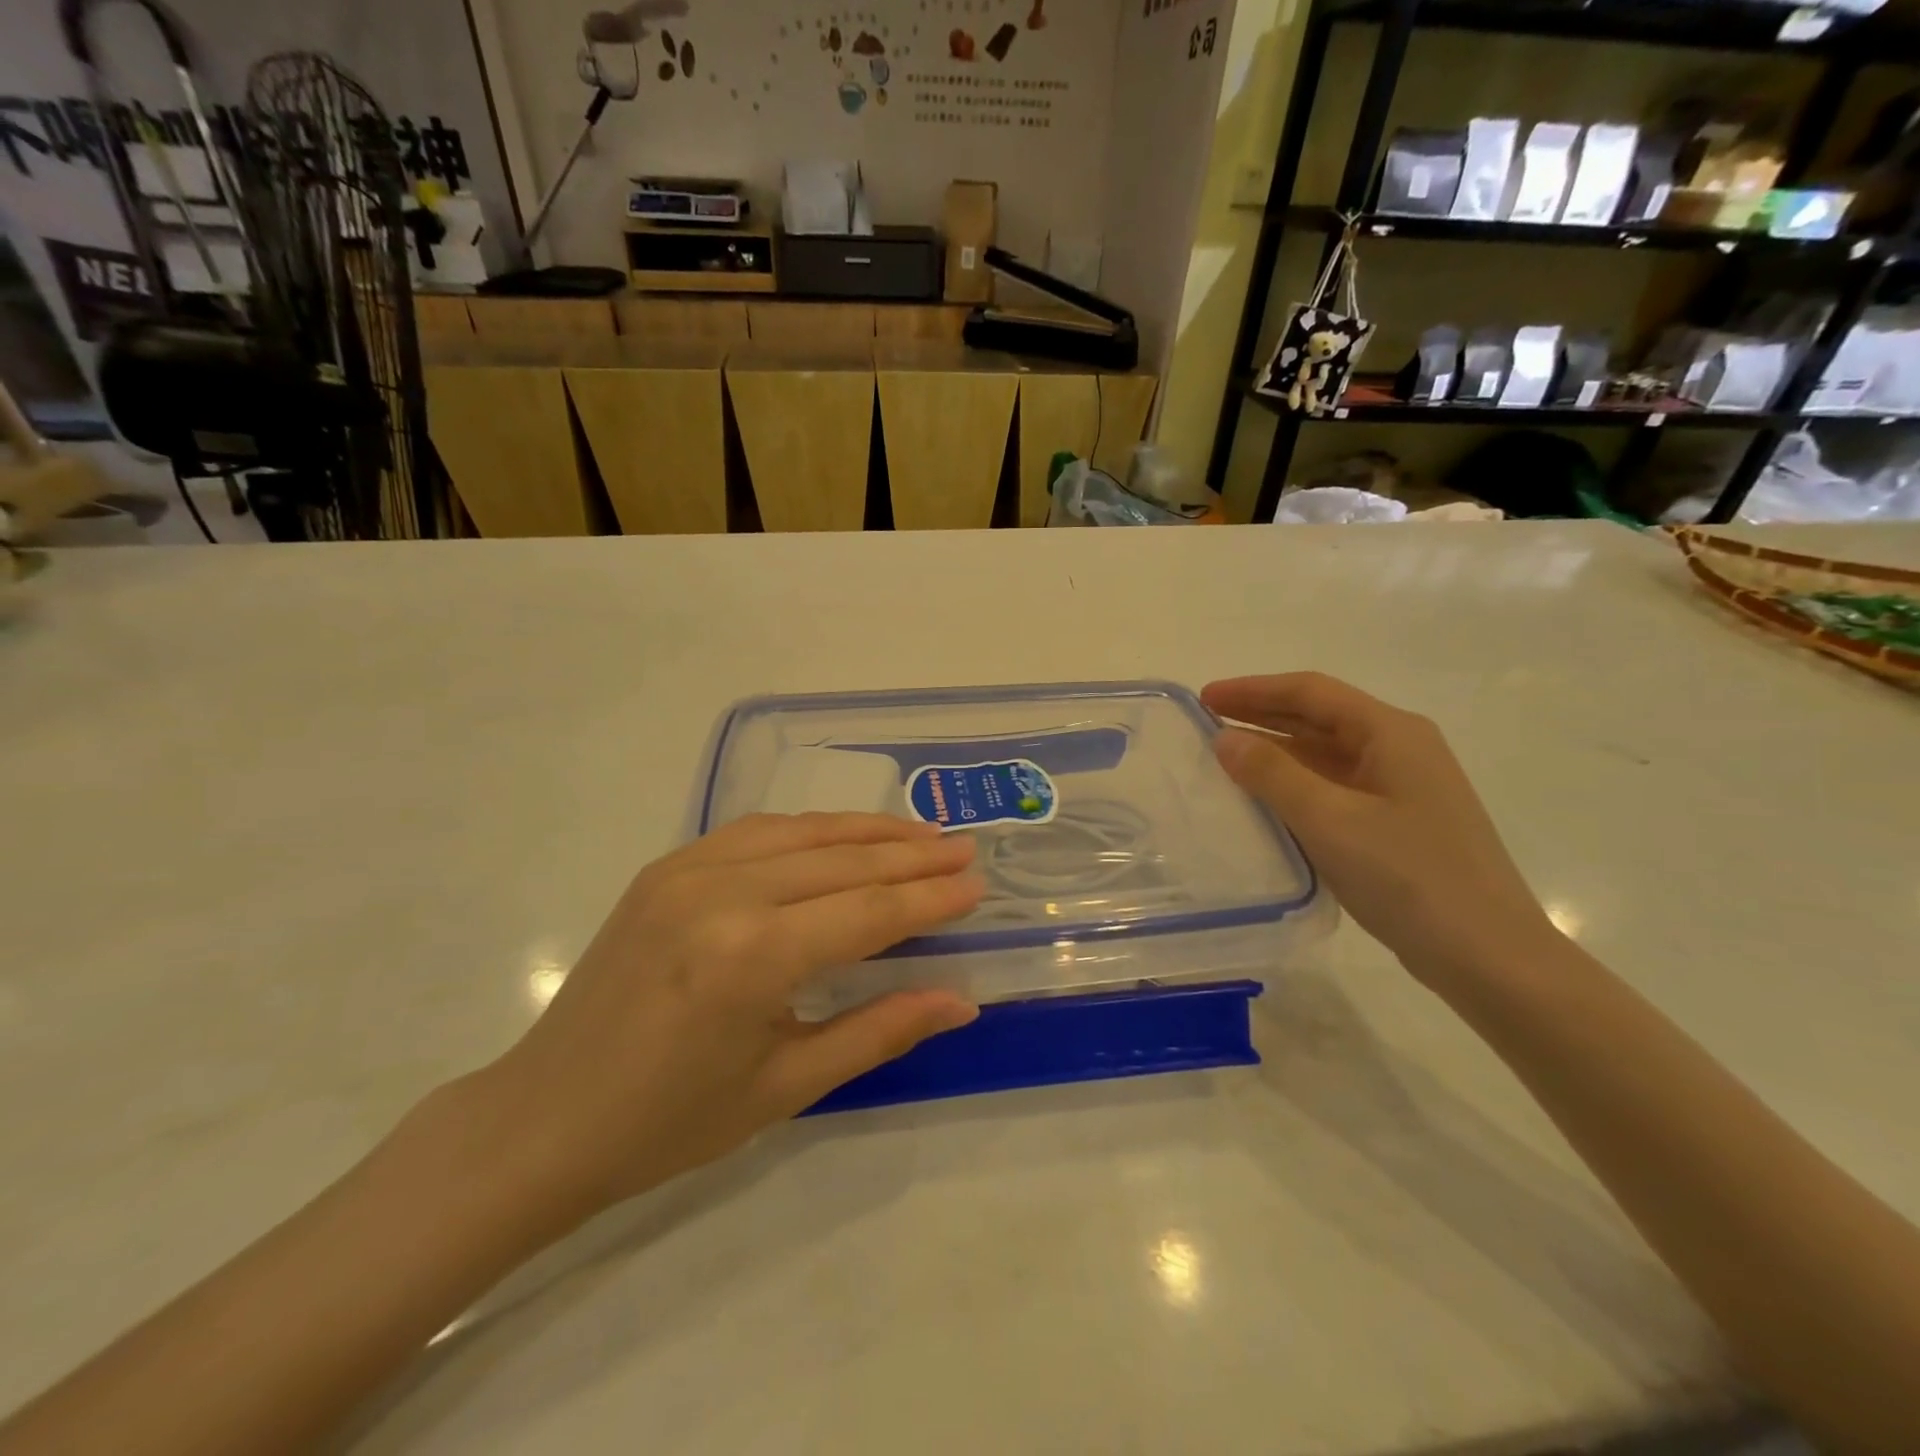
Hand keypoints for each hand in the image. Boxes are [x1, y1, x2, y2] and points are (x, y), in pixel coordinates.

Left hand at [469, 813, 984, 1227]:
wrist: (544, 1118)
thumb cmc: (670, 1122)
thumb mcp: (787, 1084)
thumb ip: (880, 1030)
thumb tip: (961, 1000)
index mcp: (752, 956)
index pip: (869, 910)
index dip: (929, 897)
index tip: (977, 884)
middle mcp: (724, 893)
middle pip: (843, 861)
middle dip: (912, 854)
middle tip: (964, 848)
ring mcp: (688, 869)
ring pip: (803, 833)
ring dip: (868, 831)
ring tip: (921, 833)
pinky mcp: (667, 865)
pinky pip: (757, 831)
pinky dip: (812, 830)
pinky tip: (843, 836)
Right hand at [1203, 673, 1556, 984]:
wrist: (1488, 956)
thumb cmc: (1409, 877)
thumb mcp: (1330, 821)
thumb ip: (1272, 774)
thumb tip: (1225, 739)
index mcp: (1391, 733)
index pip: (1311, 692)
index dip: (1253, 690)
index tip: (1204, 698)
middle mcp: (1400, 749)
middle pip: (1320, 717)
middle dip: (1261, 715)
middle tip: (1205, 722)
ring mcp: (1401, 788)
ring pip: (1326, 754)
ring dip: (1276, 751)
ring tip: (1225, 758)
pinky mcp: (1397, 823)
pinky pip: (1334, 787)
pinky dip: (1294, 784)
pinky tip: (1265, 801)